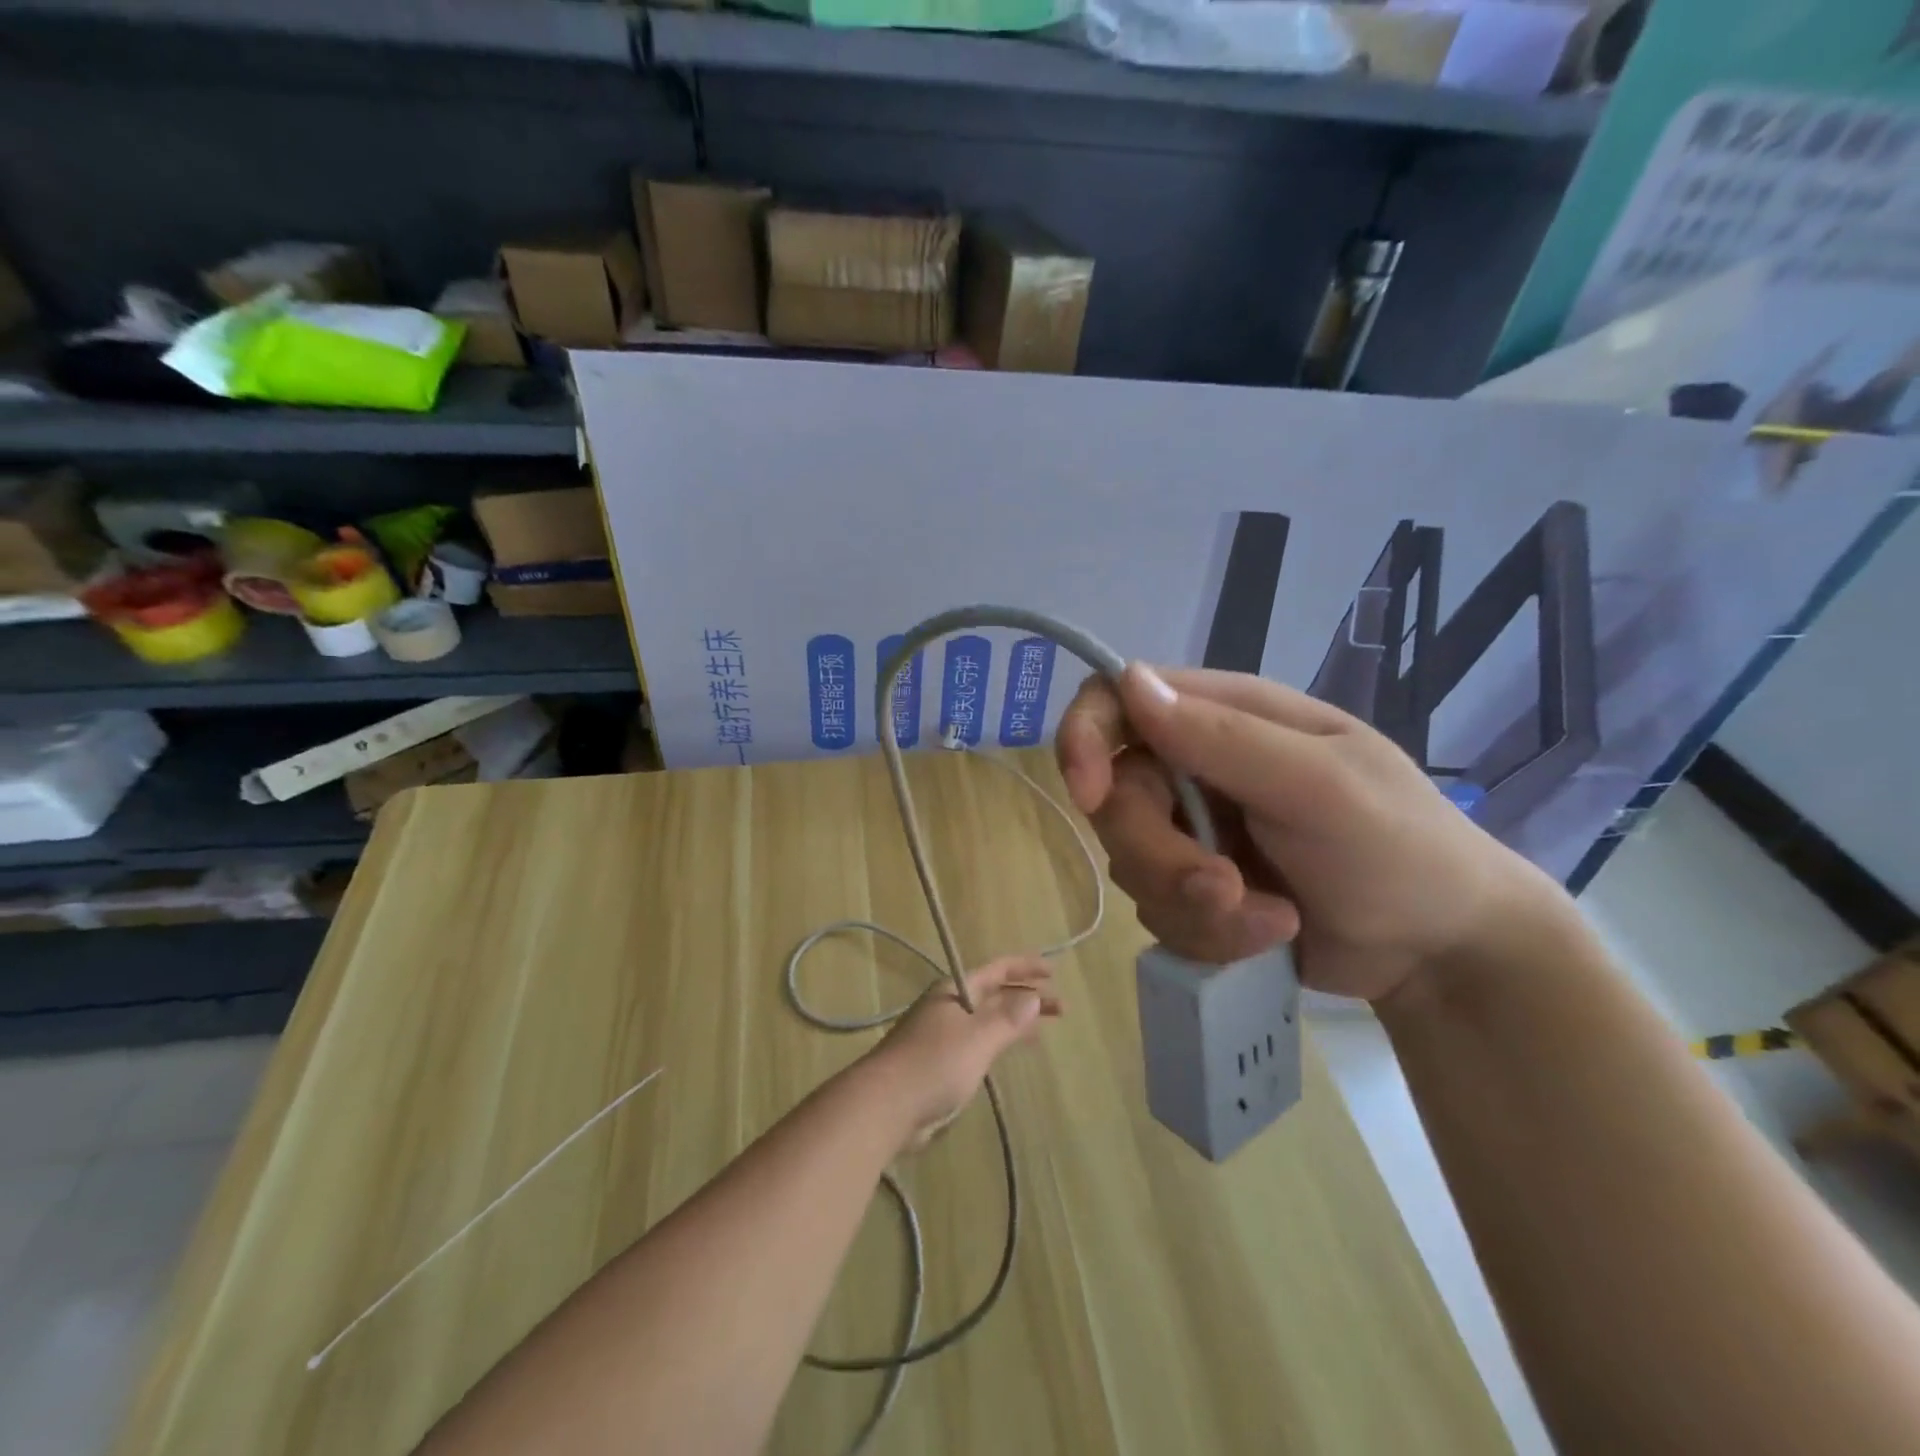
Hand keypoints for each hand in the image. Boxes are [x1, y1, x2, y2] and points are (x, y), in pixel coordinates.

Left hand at [861, 955, 1061, 1151]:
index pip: (997, 970)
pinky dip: (998, 1042)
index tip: (1054, 971)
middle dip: (1026, 997)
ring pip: (986, 1020)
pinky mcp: (938, 1063)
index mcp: (955, 991)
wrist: (884, 1106)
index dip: (1025, 968)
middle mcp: (948, 1007)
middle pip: (994, 995)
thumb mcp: (978, 1038)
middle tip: (1060, 1008)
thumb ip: (1008, 1018)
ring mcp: (941, 1035)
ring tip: (1041, 1029)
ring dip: (1013, 1020)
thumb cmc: (934, 1065)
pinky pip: (977, 1043)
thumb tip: (1032, 996)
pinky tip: (1008, 1053)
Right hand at [1056, 664, 1563, 1004]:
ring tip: (1272, 920)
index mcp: (1224, 719)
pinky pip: (1158, 912)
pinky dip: (1208, 934)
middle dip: (1160, 856)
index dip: (1086, 739)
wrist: (1440, 951)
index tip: (1091, 796)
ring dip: (1193, 906)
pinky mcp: (1194, 890)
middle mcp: (1195, 768)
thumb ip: (1223, 737)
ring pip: (1132, 865)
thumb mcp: (1320, 785)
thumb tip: (1129, 681)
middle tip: (1224, 890)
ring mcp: (1191, 832)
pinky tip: (1268, 937)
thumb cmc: (1400, 847)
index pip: (1116, 701)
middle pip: (1116, 800)